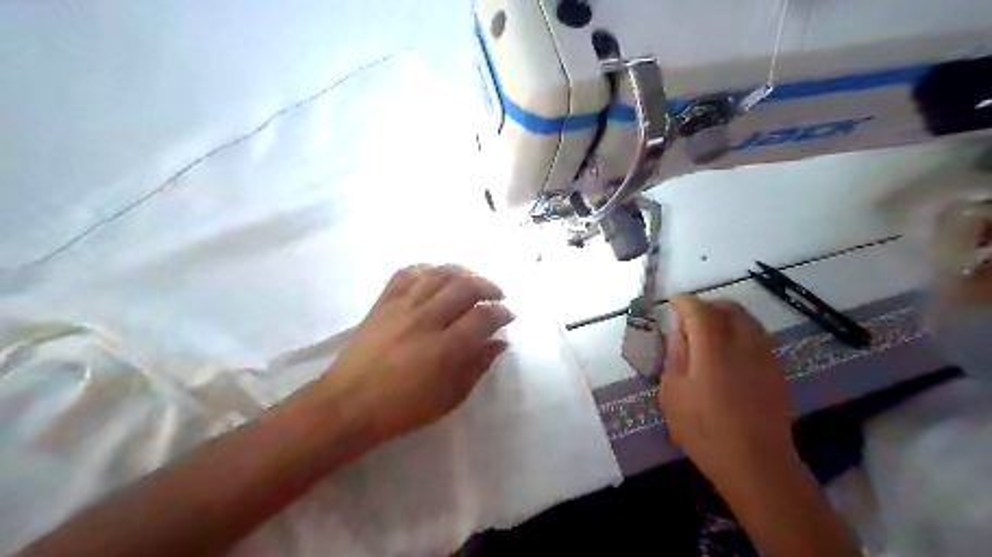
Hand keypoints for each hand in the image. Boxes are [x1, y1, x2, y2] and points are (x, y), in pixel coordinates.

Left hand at [324, 264, 509, 443]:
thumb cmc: (403, 408)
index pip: (484, 316)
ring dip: (463, 272)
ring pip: (439, 273)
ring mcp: (402, 306)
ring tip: (473, 281)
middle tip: (497, 296)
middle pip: (465, 286)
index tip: (508, 316)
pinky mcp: (383, 302)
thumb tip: (499, 343)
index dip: (502, 312)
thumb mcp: (450, 397)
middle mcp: (426, 319)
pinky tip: (437, 276)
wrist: (348, 404)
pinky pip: (408, 272)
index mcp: (445, 349)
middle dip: (489, 286)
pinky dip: (428, 269)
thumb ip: (477, 367)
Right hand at [662, 295, 795, 486]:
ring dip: (725, 317)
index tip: (672, 303)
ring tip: (708, 334)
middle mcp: (743, 344)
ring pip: (746, 319)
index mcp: (713, 348)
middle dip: (706, 306)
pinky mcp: (776, 369)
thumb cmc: (704, 430)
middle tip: (689, 319)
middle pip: (727, 308)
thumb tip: (679, 332)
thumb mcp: (673, 394)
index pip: (699, 310)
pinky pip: (757, 335)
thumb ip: (676, 356)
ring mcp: (764, 356)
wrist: (756, 463)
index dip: (684, 302)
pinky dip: (740, 331)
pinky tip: (729, 351)